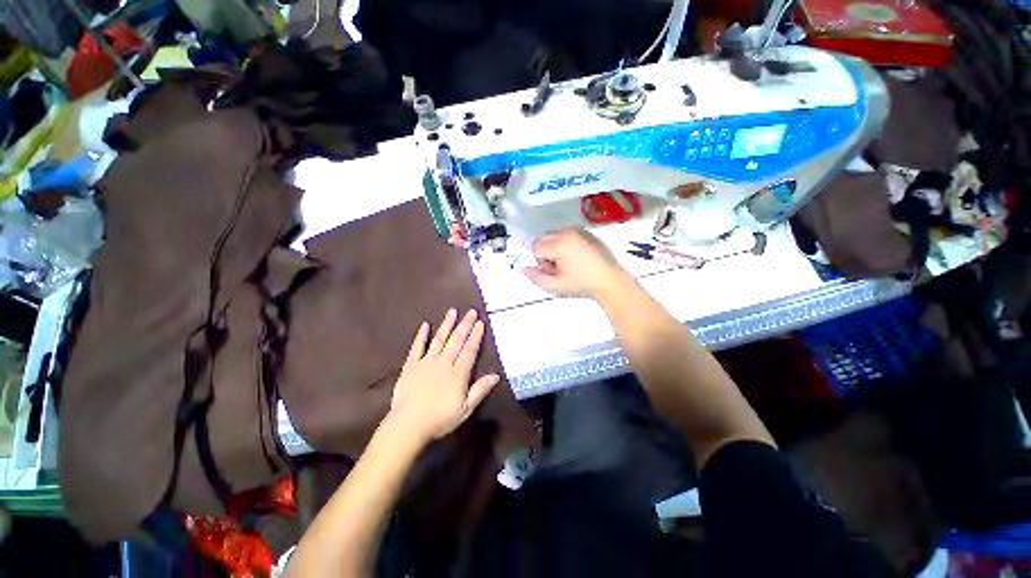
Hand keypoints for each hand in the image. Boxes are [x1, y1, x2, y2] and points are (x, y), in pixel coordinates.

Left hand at [387, 309, 499, 442]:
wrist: (408, 425)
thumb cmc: (440, 419)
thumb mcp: (466, 409)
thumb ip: (480, 390)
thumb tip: (496, 376)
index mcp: (458, 373)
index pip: (470, 350)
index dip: (476, 336)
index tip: (480, 323)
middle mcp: (444, 363)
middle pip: (456, 340)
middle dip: (465, 325)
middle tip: (471, 311)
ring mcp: (426, 362)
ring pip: (439, 339)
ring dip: (447, 325)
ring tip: (452, 311)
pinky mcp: (411, 366)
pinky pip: (417, 347)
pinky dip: (421, 336)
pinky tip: (425, 325)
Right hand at [523, 228, 632, 298]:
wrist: (610, 280)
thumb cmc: (582, 284)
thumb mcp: (556, 286)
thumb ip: (536, 277)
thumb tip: (524, 269)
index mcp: (559, 243)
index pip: (536, 246)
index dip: (541, 261)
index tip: (553, 271)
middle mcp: (567, 231)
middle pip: (544, 239)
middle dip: (547, 253)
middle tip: (560, 268)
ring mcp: (578, 230)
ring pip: (554, 235)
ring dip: (555, 248)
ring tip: (569, 263)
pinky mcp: (586, 232)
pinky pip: (567, 234)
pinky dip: (566, 244)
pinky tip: (577, 257)